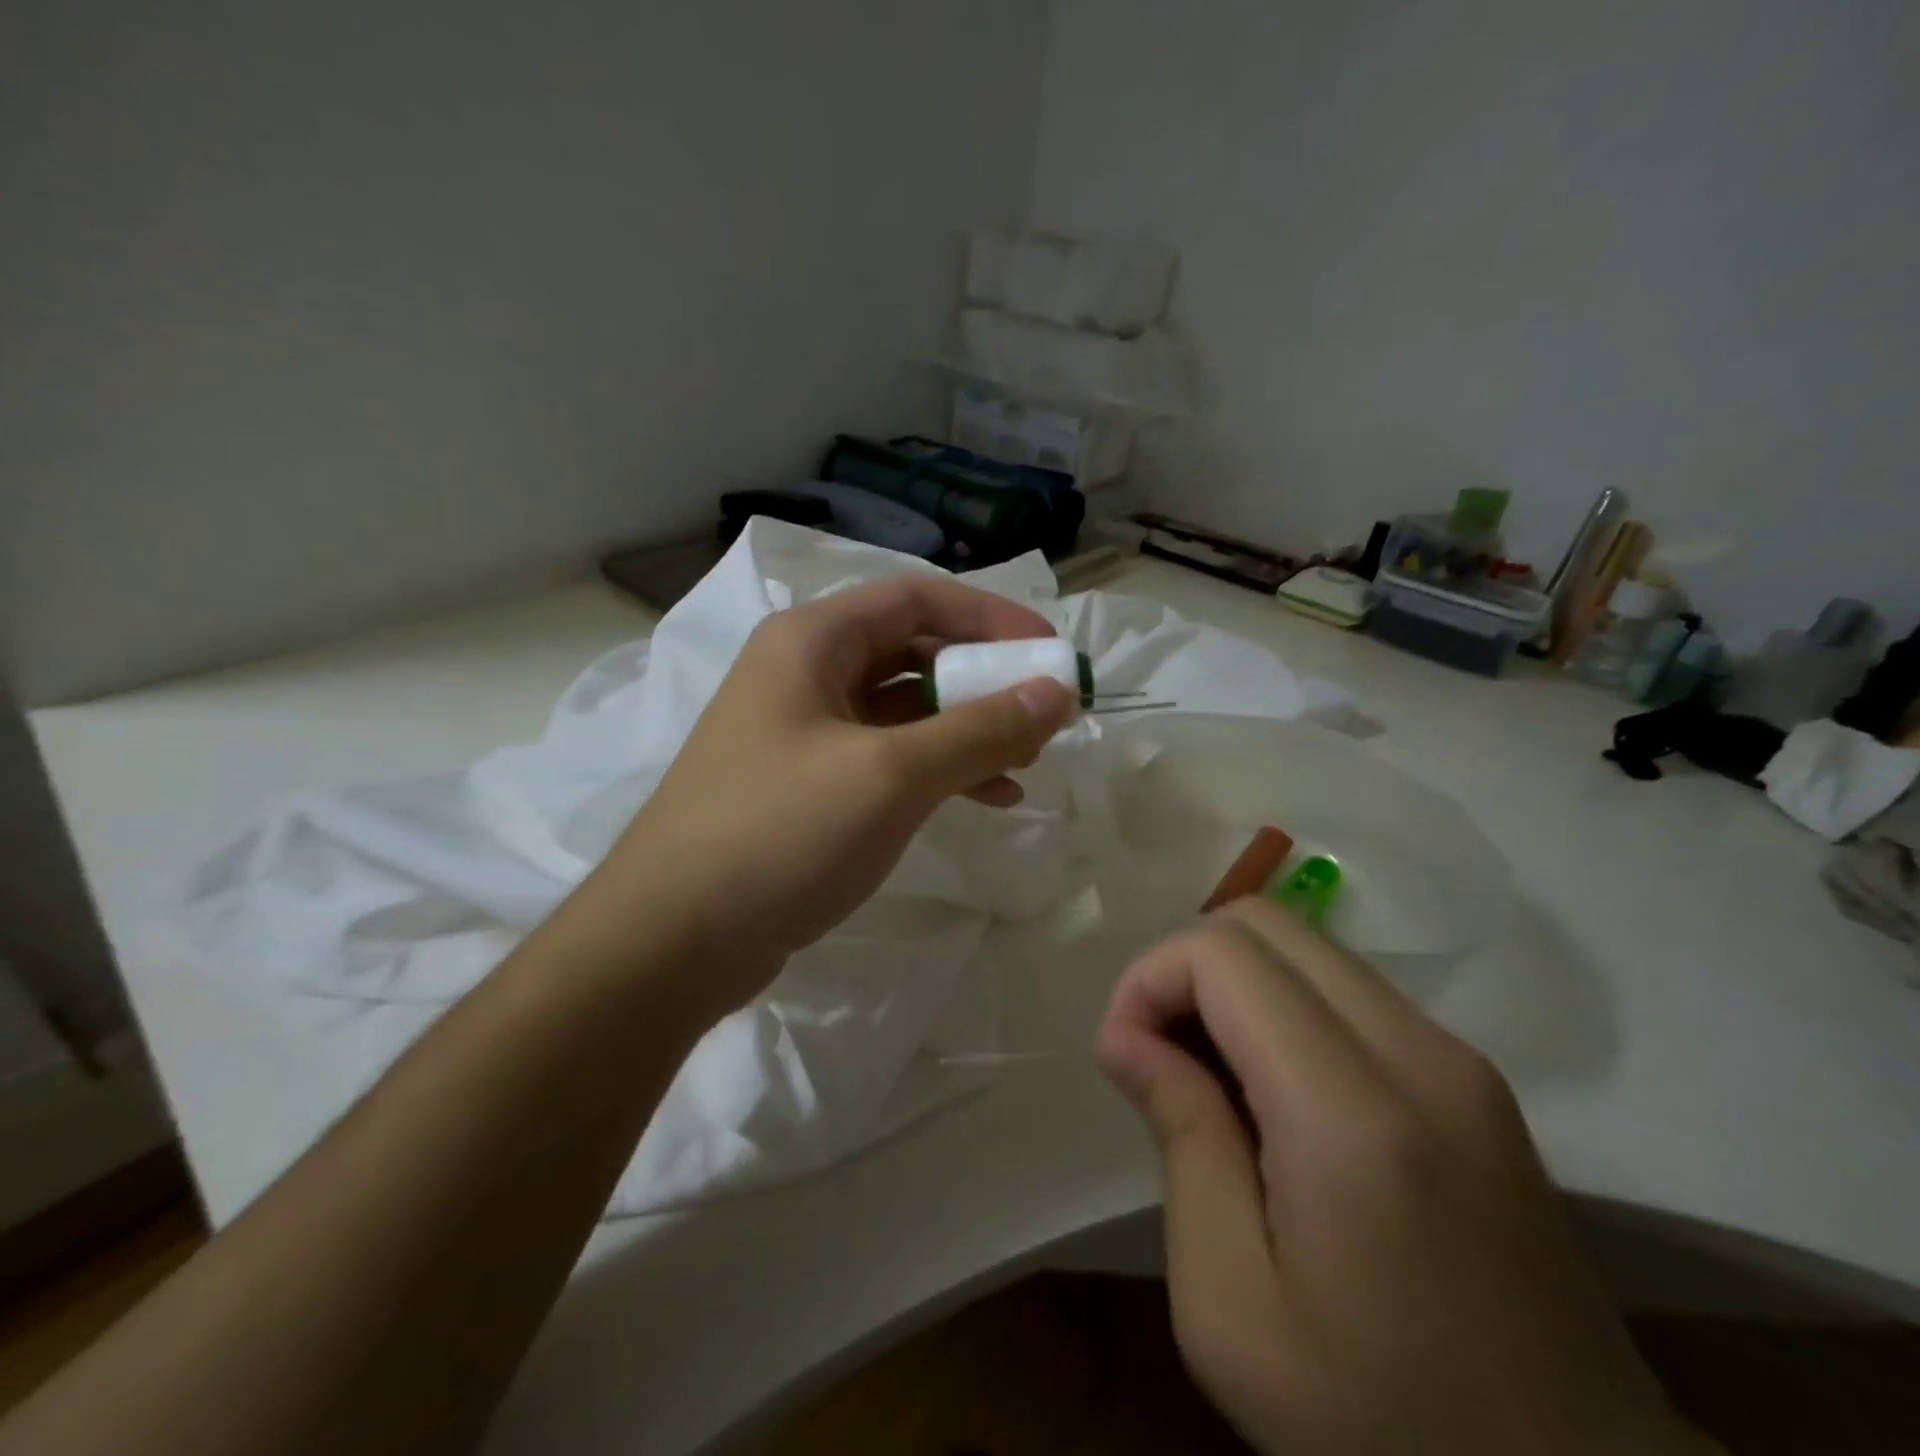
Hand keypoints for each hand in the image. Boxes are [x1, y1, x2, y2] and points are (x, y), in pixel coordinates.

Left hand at [596, 576, 1075, 1012]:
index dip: (989, 617)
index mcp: (811, 641)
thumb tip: (1056, 691)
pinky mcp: (807, 786)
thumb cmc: (780, 834)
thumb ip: (979, 729)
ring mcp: (802, 732)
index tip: (1049, 652)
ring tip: (1024, 763)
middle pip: (912, 651)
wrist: (672, 941)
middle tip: (1042, 713)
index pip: (917, 599)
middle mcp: (804, 673)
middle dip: (982, 679)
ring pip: (904, 709)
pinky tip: (983, 798)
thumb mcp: (891, 776)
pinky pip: (887, 758)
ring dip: (966, 728)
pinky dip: (937, 770)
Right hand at [1095, 899, 1716, 1455]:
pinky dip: (1280, 1005)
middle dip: (1185, 966)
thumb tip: (1130, 1037)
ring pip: (1306, 946)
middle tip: (1155, 1052)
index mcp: (1353, 1114)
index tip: (1122, 1055)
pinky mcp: (1473, 1077)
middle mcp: (1419, 1055)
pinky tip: (1267, 1090)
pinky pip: (1346, 989)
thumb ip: (1182, 1141)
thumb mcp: (1232, 1309)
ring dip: (1232, 984)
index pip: (1223, 955)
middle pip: (1266, 923)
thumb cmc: (1382, 1427)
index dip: (1148, 979)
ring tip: (1204, 1074)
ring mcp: (1459, 1060)